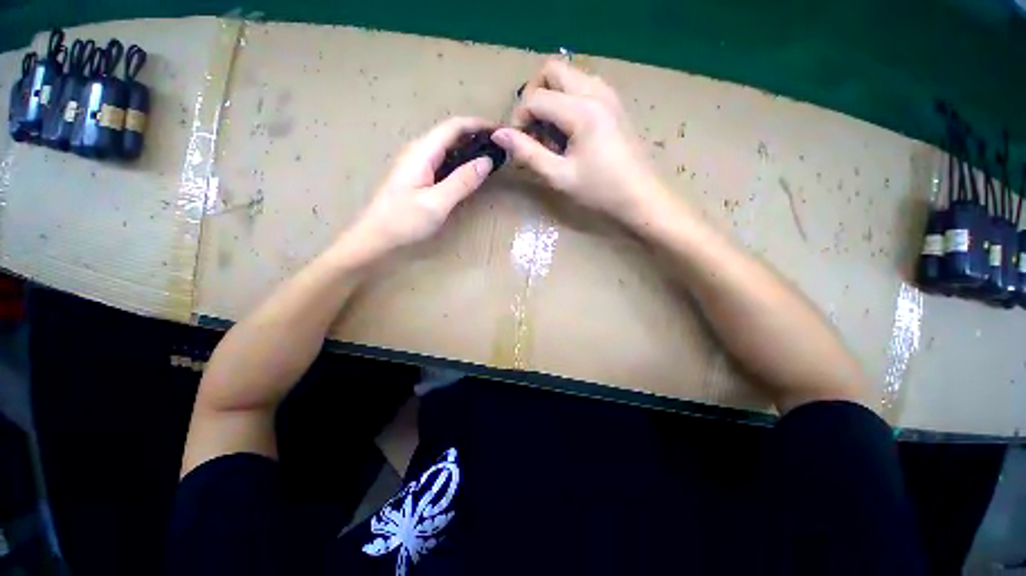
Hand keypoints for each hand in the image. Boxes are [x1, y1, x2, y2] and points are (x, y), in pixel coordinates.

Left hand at [343, 117, 495, 258]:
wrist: (376, 235)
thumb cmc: (404, 220)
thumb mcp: (436, 203)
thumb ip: (462, 182)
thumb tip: (486, 161)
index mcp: (422, 152)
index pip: (453, 127)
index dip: (478, 125)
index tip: (500, 132)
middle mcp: (418, 151)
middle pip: (450, 134)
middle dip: (476, 136)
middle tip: (500, 148)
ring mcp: (416, 162)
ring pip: (447, 147)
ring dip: (469, 149)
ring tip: (490, 159)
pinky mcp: (417, 174)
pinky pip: (443, 160)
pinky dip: (460, 161)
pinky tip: (470, 173)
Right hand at [492, 58, 666, 226]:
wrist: (640, 197)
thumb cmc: (600, 191)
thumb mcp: (559, 176)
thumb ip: (528, 153)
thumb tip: (499, 135)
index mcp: (582, 110)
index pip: (536, 98)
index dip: (519, 119)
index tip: (518, 144)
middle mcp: (595, 91)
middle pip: (552, 70)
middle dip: (533, 96)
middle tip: (532, 129)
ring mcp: (607, 94)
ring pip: (568, 76)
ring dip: (551, 97)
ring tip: (550, 134)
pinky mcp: (613, 103)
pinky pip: (582, 86)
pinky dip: (567, 101)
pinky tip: (568, 131)